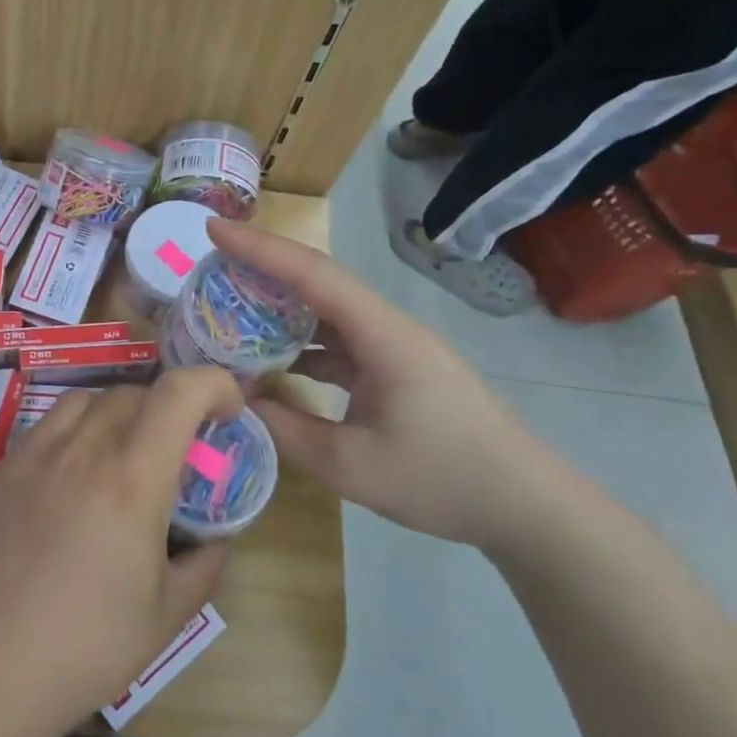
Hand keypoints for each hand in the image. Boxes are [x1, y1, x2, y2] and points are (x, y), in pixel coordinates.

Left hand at [0, 367, 244, 731]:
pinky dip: (75, 433)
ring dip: (119, 414)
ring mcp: (34, 454)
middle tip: (177, 452)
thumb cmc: (89, 646)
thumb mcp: (169, 613)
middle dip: (169, 409)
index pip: (179, 391)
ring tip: (124, 457)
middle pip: (134, 392)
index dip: (214, 384)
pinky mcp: (2, 470)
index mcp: (132, 478)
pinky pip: (47, 427)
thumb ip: (205, 562)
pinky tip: (73, 480)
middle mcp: (82, 449)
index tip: (228, 413)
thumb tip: (218, 537)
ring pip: (87, 400)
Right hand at [207, 219, 556, 547]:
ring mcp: (396, 348)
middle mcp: (389, 328)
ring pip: (329, 312)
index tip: (214, 230)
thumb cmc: (441, 479)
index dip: (259, 249)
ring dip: (281, 308)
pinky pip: (341, 342)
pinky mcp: (398, 369)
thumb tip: (236, 402)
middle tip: (211, 269)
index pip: (312, 275)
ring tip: (231, 310)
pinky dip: (303, 345)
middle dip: (263, 268)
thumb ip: (285, 430)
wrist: (525, 506)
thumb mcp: (349, 464)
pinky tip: (274, 362)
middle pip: (320, 282)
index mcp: (382, 336)